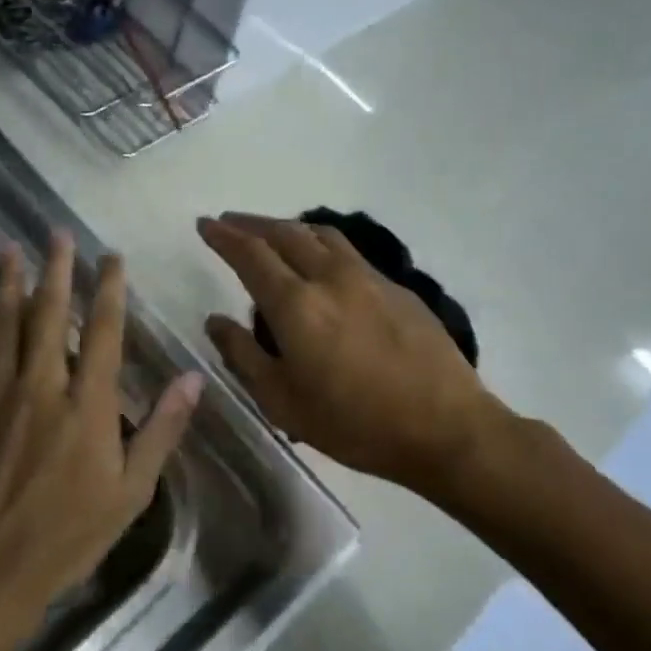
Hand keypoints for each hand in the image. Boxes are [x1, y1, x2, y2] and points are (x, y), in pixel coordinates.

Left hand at [0, 234, 202, 628]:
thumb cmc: (67, 535)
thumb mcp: (131, 492)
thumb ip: (161, 429)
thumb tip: (193, 378)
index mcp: (88, 404)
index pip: (102, 330)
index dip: (109, 289)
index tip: (111, 258)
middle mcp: (41, 385)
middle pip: (48, 313)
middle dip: (56, 269)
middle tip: (56, 234)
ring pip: (2, 323)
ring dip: (7, 283)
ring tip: (10, 249)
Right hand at [198, 214, 510, 498]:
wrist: (445, 428)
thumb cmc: (353, 423)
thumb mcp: (282, 402)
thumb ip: (243, 356)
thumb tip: (216, 321)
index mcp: (296, 305)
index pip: (250, 254)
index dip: (224, 236)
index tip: (206, 224)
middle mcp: (331, 278)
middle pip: (286, 233)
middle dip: (252, 224)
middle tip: (231, 222)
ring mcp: (370, 279)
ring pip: (322, 234)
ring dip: (289, 227)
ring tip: (273, 234)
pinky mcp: (399, 288)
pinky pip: (349, 252)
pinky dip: (322, 244)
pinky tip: (322, 263)